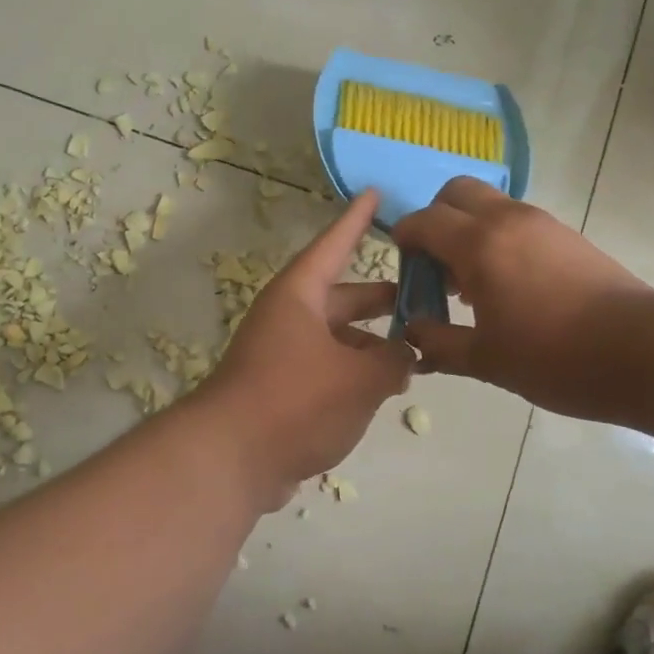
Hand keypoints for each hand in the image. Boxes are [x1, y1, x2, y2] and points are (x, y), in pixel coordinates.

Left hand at [201, 190, 414, 505]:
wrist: (230, 460)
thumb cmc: (296, 400)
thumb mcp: (360, 378)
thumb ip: (394, 360)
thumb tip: (406, 354)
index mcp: (299, 296)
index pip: (334, 245)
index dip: (357, 220)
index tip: (374, 193)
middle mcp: (288, 317)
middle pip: (342, 297)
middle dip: (381, 300)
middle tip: (423, 298)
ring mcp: (281, 355)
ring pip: (337, 338)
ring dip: (372, 345)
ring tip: (415, 358)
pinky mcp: (280, 390)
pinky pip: (327, 369)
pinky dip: (354, 374)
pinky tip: (383, 391)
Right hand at [392, 177, 653, 418]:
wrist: (641, 352)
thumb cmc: (553, 357)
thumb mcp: (486, 359)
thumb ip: (439, 342)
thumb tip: (413, 333)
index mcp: (479, 244)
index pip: (424, 221)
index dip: (405, 238)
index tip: (402, 264)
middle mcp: (507, 220)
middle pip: (456, 192)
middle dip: (436, 218)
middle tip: (436, 264)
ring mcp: (541, 223)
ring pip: (490, 203)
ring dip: (468, 228)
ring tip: (471, 283)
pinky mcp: (567, 235)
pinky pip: (517, 221)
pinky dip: (497, 237)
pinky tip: (507, 286)